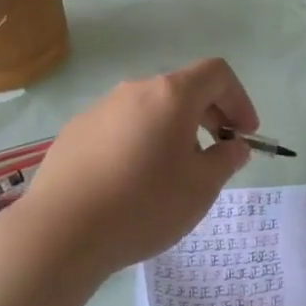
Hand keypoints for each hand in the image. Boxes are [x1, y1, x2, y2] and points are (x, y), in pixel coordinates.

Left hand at [9, 59, 259, 278]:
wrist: (61, 232)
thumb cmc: (144, 205)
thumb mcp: (201, 188)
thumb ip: (226, 159)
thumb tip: (232, 146)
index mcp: (171, 95)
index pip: (217, 73)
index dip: (239, 99)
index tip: (244, 135)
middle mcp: (135, 90)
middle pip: (182, 88)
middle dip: (209, 115)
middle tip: (217, 153)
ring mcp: (100, 109)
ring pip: (150, 109)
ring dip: (173, 130)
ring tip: (174, 173)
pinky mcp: (76, 132)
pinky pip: (121, 127)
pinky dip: (140, 142)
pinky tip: (133, 183)